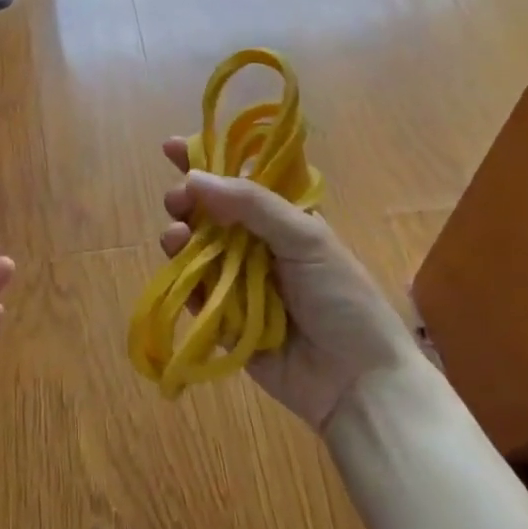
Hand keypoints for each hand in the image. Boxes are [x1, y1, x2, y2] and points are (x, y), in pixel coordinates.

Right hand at [159, 138, 416, 431]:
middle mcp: (256, 246)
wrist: (356, 381)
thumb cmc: (341, 298)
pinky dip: (183, 278)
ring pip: (194, 250)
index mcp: (282, 219)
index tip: (171, 147)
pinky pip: (194, 292)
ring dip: (179, 236)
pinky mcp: (222, 320)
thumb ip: (252, 204)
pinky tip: (180, 270)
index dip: (206, 161)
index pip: (238, 180)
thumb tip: (194, 177)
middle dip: (186, 200)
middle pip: (208, 213)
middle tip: (178, 200)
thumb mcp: (306, 238)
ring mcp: (237, 283)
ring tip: (176, 236)